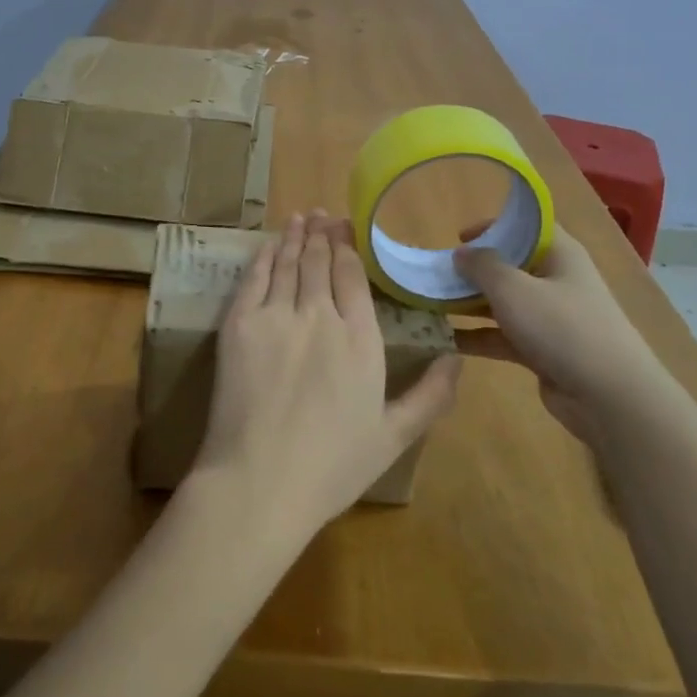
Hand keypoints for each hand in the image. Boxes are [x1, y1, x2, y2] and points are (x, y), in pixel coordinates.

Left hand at [189, 212, 461, 546]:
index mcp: (360, 340)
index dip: (348, 248)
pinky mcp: (239, 325)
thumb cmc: (331, 467)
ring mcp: (276, 316)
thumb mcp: (393, 437)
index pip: (353, 278)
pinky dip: (263, 256)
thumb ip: (430, 396)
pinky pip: (254, 278)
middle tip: (322, 214)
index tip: (346, 229)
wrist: (260, 481)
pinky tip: (268, 244)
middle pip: (319, 263)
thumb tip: (457, 359)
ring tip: (300, 217)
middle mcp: (320, 316)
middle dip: (322, 234)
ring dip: (294, 236)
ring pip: (288, 263)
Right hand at [451, 224, 664, 444]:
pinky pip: (503, 335)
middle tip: (436, 274)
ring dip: (469, 304)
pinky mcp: (542, 350)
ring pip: (503, 303)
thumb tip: (461, 253)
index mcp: (560, 254)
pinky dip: (478, 335)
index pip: (526, 227)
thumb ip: (482, 266)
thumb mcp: (513, 288)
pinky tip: (445, 339)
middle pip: (510, 266)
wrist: (608, 396)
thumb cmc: (561, 327)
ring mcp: (550, 318)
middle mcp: (556, 281)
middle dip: (473, 270)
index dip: (494, 226)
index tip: (457, 237)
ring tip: (430, 304)